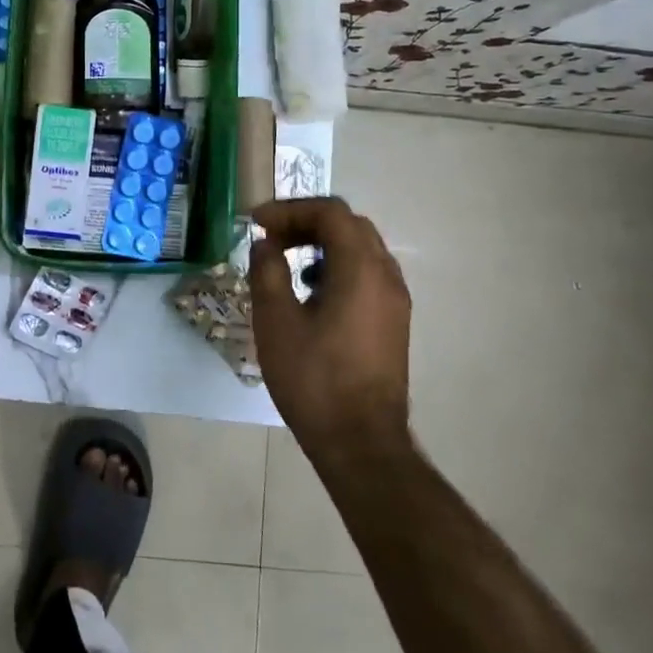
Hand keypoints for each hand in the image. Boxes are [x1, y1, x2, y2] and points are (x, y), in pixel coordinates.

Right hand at [250, 197, 412, 461]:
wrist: (360, 442)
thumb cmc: (314, 378)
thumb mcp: (276, 321)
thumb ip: (268, 272)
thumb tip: (266, 245)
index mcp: (361, 269)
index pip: (331, 213)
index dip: (290, 209)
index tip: (257, 223)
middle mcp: (386, 276)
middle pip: (350, 225)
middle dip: (307, 222)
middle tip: (271, 237)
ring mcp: (395, 300)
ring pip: (361, 249)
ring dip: (323, 243)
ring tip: (287, 261)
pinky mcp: (393, 322)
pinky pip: (367, 274)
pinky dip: (337, 267)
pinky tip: (311, 293)